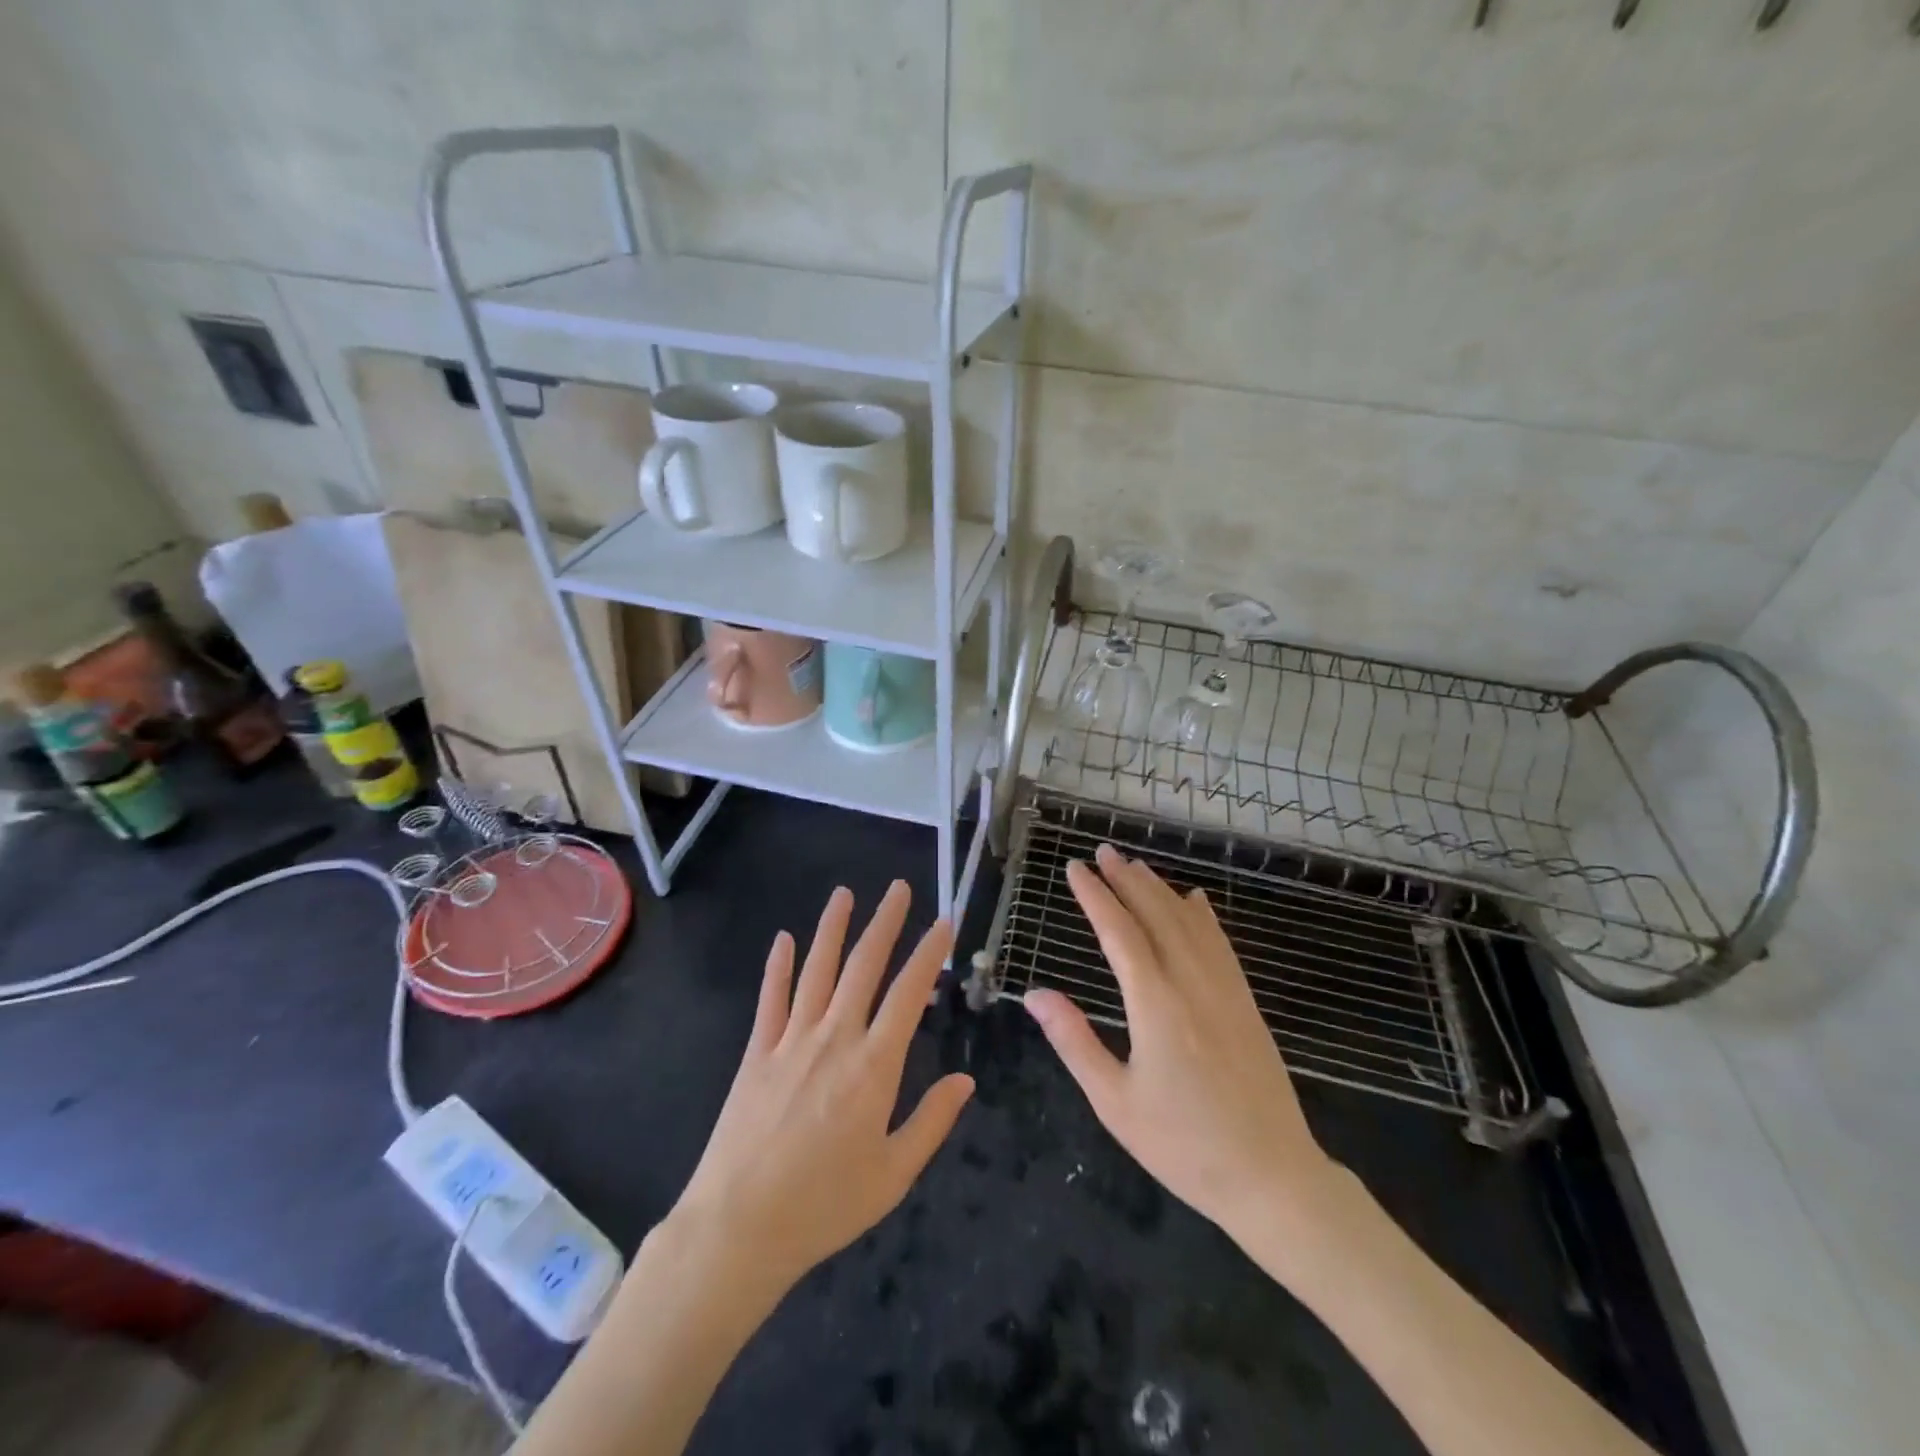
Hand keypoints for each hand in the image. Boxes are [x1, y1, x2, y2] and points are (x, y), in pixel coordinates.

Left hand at [670, 881, 973, 1298]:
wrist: (739, 1227)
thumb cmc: (825, 1205)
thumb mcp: (893, 1174)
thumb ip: (932, 1121)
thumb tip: (966, 1079)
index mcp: (874, 1065)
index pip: (909, 993)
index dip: (928, 954)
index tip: (943, 922)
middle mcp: (835, 1038)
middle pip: (864, 966)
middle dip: (885, 922)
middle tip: (899, 888)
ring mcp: (792, 1041)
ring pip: (817, 970)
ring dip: (832, 929)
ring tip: (844, 894)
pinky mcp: (758, 1053)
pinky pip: (770, 999)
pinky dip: (777, 966)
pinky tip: (782, 939)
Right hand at [1023, 845, 1339, 1242]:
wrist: (1272, 1177)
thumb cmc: (1184, 1146)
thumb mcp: (1115, 1102)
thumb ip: (1074, 1041)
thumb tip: (1034, 995)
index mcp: (1155, 1004)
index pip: (1119, 932)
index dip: (1094, 896)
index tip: (1074, 869)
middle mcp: (1191, 983)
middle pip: (1156, 914)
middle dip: (1126, 880)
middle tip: (1102, 852)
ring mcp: (1225, 990)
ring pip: (1190, 922)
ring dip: (1160, 889)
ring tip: (1136, 866)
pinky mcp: (1246, 1003)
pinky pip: (1221, 944)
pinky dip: (1203, 915)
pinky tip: (1196, 901)